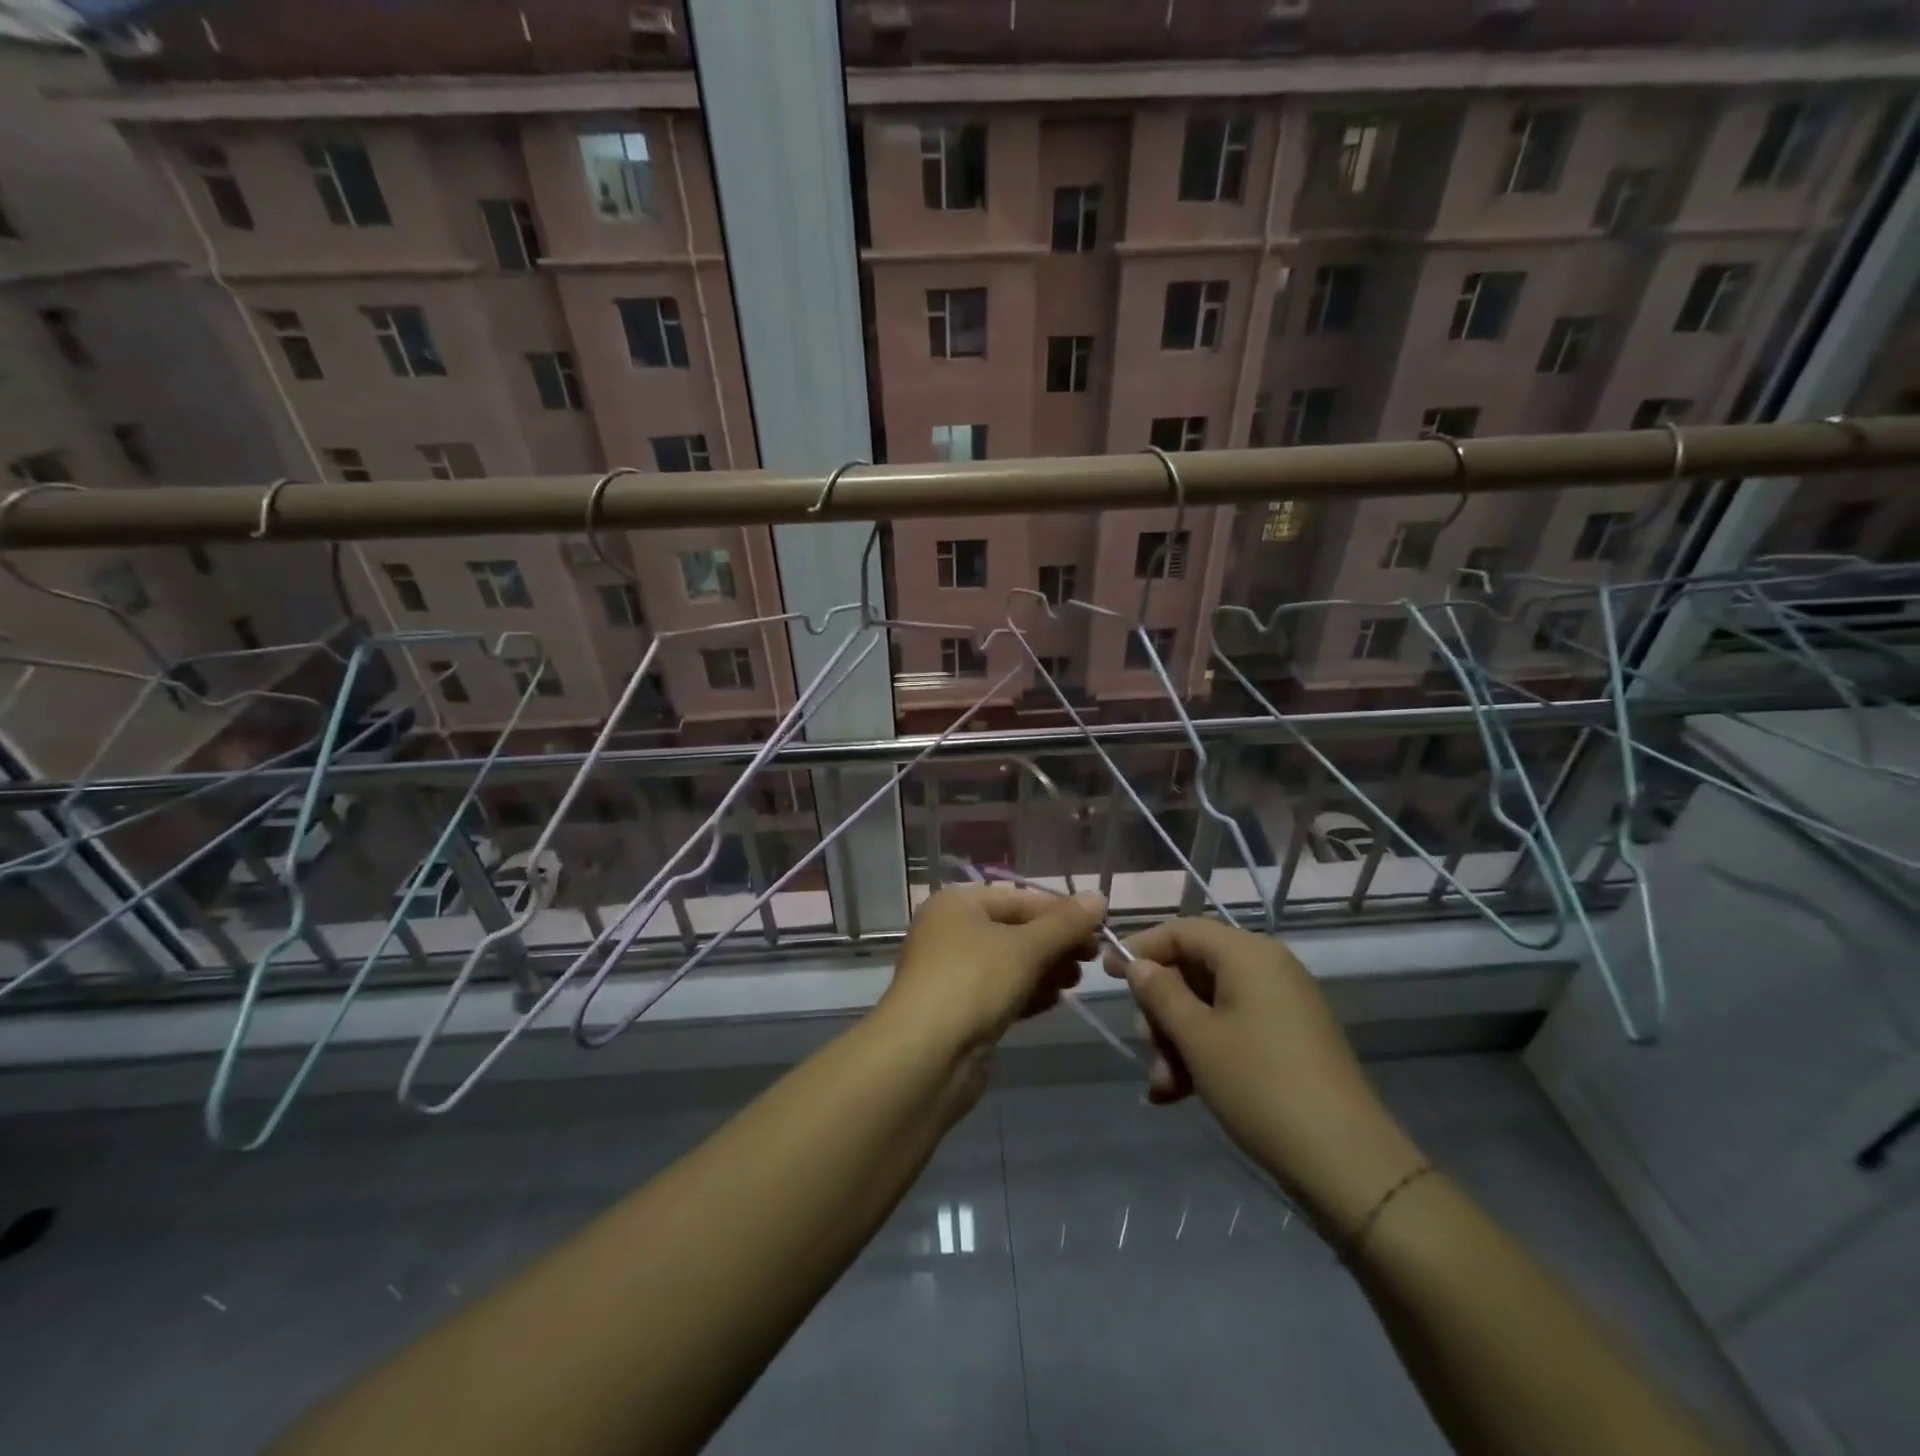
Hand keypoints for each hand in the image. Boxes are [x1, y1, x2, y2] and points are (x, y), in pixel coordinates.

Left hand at [879, 885, 1105, 1058]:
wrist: (925, 1056)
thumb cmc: (973, 982)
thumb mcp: (1026, 948)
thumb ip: (1065, 924)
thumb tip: (1099, 897)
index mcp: (957, 904)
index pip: (1018, 898)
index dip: (1060, 911)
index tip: (1098, 929)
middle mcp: (950, 932)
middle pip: (1014, 930)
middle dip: (1054, 943)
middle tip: (1092, 959)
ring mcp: (952, 973)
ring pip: (1008, 963)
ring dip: (1044, 969)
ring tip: (1075, 982)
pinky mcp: (959, 1009)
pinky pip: (1000, 991)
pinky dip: (1027, 993)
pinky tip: (1053, 1001)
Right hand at [1108, 919, 1425, 1241]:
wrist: (1348, 1164)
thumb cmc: (1261, 1085)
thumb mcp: (1197, 1038)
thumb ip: (1160, 993)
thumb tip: (1138, 965)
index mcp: (1247, 954)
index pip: (1182, 930)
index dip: (1140, 947)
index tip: (1106, 973)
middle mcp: (1267, 968)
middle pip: (1193, 969)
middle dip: (1161, 1010)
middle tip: (1145, 1046)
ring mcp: (1281, 1005)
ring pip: (1209, 1006)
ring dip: (1178, 1040)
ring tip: (1164, 1086)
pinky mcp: (1289, 1040)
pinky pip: (1233, 1030)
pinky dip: (1205, 1054)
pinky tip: (1181, 1093)